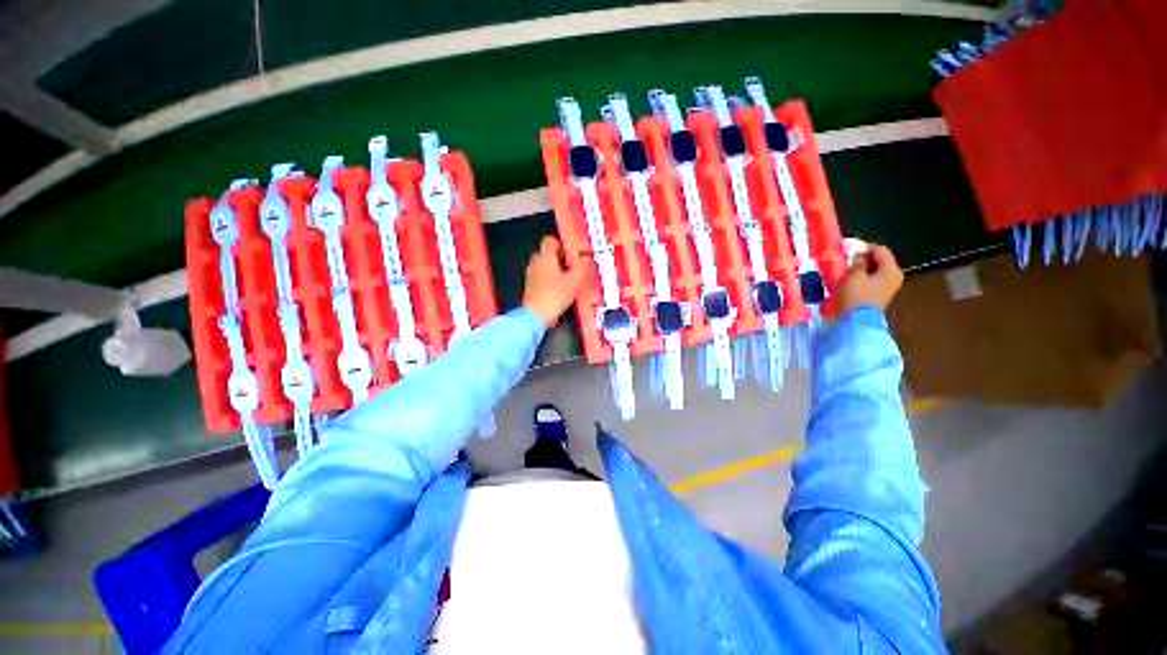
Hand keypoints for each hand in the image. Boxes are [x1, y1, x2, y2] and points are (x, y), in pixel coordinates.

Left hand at [522, 236, 585, 326]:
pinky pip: (542, 279)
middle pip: (548, 254)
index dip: (562, 245)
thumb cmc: (555, 294)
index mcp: (545, 256)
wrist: (535, 316)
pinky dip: (551, 282)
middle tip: (574, 268)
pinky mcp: (530, 289)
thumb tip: (585, 260)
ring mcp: (531, 276)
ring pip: (545, 267)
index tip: (572, 255)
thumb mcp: (574, 281)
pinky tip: (561, 292)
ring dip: (556, 272)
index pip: (550, 241)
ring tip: (570, 281)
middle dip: (561, 260)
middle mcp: (535, 263)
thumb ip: (581, 268)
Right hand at [836, 243, 903, 314]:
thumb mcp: (854, 275)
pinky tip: (851, 280)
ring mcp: (889, 286)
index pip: (880, 250)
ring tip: (847, 270)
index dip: (864, 247)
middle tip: (847, 259)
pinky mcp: (880, 294)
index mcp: (892, 269)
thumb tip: (859, 255)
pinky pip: (873, 279)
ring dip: (862, 268)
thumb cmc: (856, 296)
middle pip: (880, 260)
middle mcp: (894, 276)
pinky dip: (863, 277)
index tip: (848, 249)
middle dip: (864, 258)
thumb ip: (857, 262)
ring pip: (876, 270)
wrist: (857, 321)